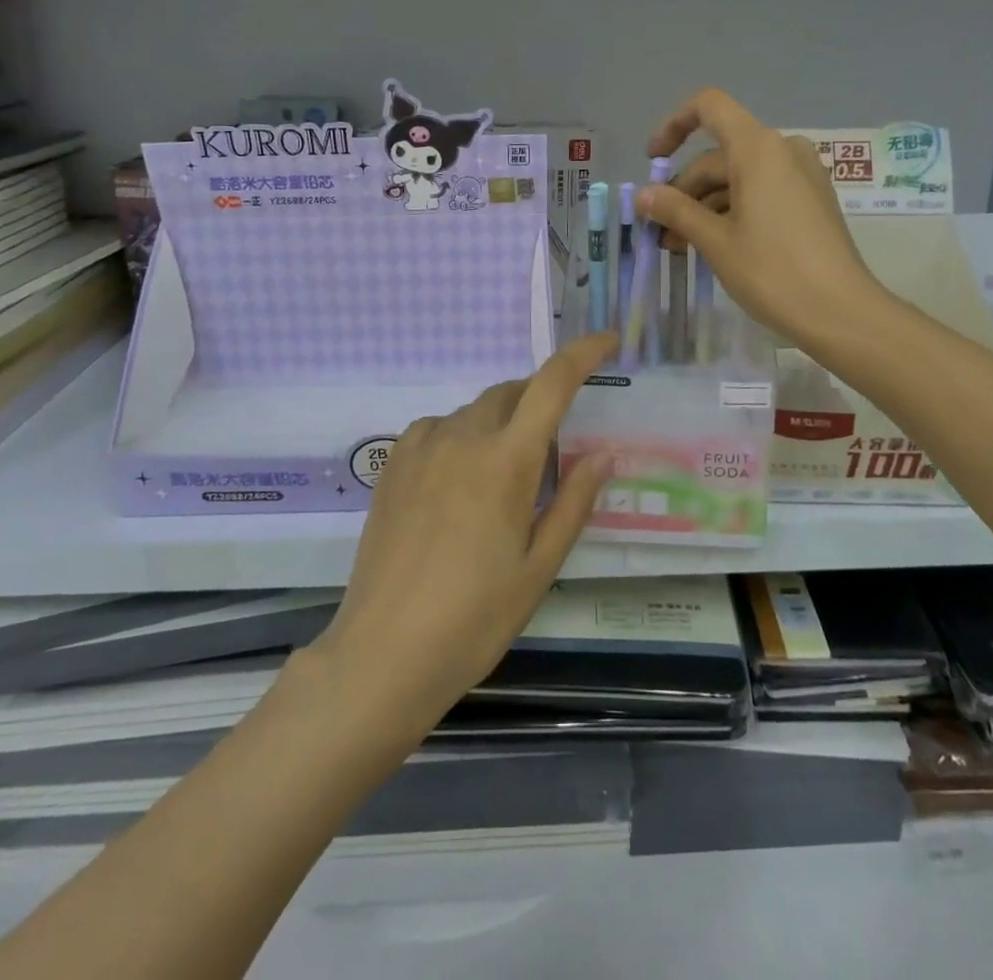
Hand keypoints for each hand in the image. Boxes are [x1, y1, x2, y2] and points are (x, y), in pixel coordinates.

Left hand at [308, 331, 619, 741]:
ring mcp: (421, 447)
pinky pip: (438, 427)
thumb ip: (573, 502)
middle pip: (511, 392)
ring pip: (474, 411)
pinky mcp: (393, 464)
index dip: (584, 352)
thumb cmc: (475, 617)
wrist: (384, 652)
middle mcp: (462, 437)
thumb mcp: (539, 567)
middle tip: (554, 439)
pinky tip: (459, 475)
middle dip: (540, 399)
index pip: (552, 383)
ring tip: (504, 471)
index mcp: (506, 460)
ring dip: (500, 421)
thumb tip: (603, 454)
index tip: (608, 339)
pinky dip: (461, 434)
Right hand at [639, 87, 884, 344]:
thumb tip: (643, 195)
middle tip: (659, 231)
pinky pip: (761, 192)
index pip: (709, 107)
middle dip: (684, 190)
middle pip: (719, 155)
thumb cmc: (773, 271)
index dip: (673, 126)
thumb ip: (676, 211)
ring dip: (704, 207)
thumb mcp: (716, 242)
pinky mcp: (811, 201)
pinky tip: (713, 246)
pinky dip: (731, 211)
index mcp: (758, 149)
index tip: (652, 161)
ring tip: (680, 247)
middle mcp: (782, 150)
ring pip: (738, 178)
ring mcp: (801, 175)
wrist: (842, 313)